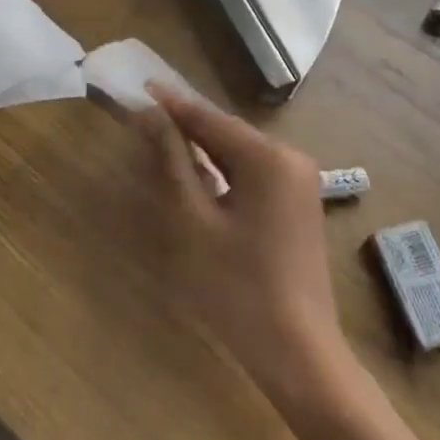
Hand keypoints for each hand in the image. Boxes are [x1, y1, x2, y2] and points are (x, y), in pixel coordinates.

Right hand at [135, 88, 348, 407]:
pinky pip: (254, 171)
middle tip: (145, 117)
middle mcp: (290, 157)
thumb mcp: (194, 223)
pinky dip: (225, 169)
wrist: (299, 353)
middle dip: (187, 125)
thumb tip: (151, 117)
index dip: (171, 104)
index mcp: (268, 157)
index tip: (140, 86)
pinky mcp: (299, 202)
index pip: (209, 118)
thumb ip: (173, 163)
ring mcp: (300, 180)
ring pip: (240, 151)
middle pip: (227, 132)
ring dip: (204, 147)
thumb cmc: (238, 289)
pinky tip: (199, 174)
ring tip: (163, 139)